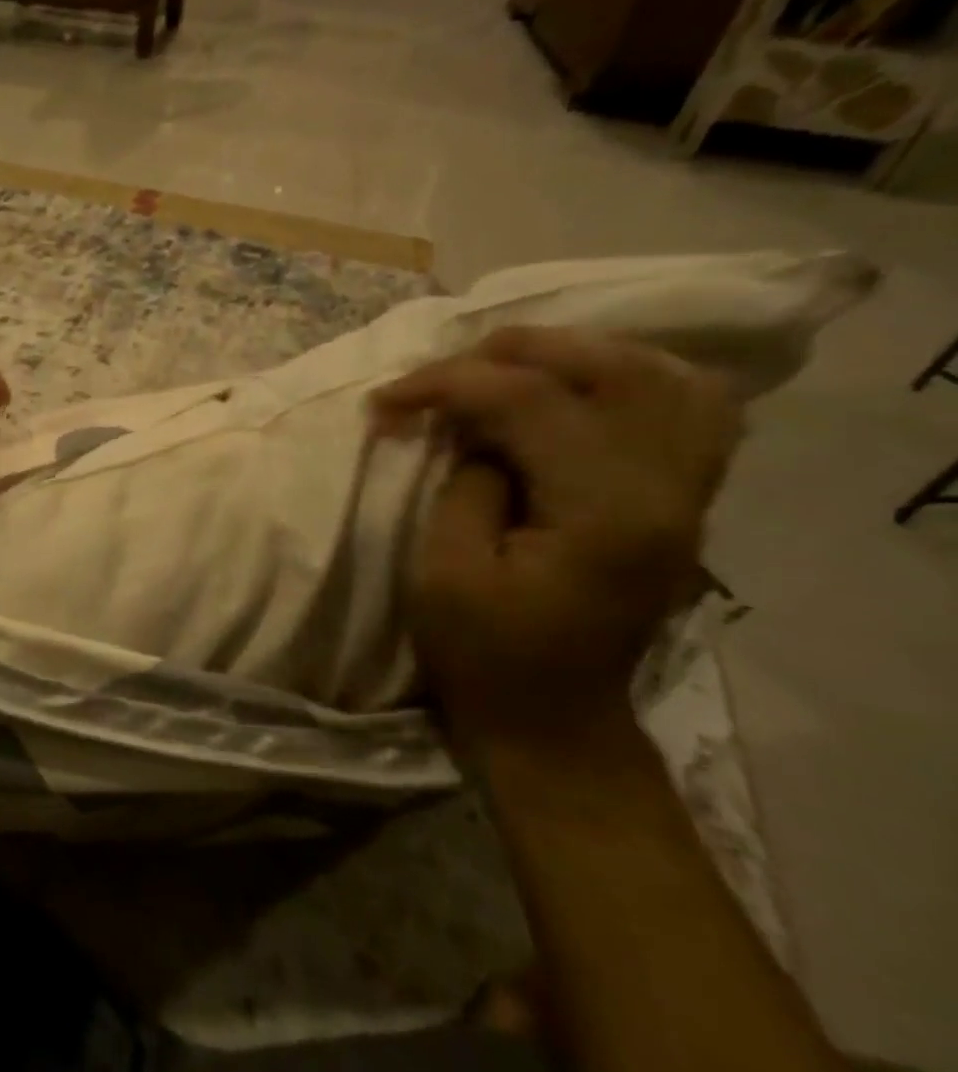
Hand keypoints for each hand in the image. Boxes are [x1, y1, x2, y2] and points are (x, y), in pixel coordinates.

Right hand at [372, 326, 741, 752]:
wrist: (550, 720)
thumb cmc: (482, 653)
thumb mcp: (445, 570)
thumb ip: (466, 482)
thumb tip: (479, 432)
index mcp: (604, 514)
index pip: (532, 402)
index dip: (449, 384)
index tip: (384, 399)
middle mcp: (667, 491)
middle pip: (614, 371)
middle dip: (517, 351)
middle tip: (446, 367)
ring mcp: (686, 496)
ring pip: (666, 380)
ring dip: (581, 355)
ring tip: (510, 362)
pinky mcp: (679, 504)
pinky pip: (687, 413)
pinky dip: (634, 381)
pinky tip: (581, 385)